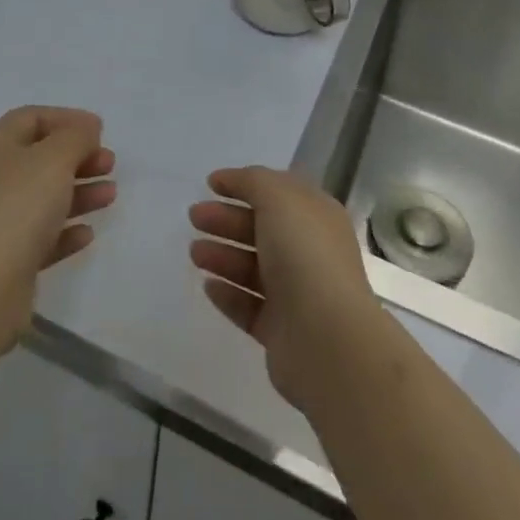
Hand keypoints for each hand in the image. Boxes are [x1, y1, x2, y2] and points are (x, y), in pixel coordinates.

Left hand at [0, 107, 116, 345]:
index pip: (31, 118)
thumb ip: (76, 137)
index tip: (99, 130)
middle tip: (109, 164)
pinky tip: (87, 234)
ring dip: (79, 193)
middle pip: (40, 158)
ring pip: (44, 198)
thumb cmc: (17, 208)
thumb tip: (86, 128)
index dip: (66, 118)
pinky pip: (41, 237)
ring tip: (110, 195)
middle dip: (78, 157)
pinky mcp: (6, 260)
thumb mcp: (54, 158)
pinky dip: (65, 232)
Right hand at [188, 166, 380, 411]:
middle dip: (227, 219)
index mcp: (316, 216)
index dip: (245, 184)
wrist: (326, 339)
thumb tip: (233, 179)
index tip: (210, 184)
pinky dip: (228, 294)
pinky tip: (208, 286)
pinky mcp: (281, 332)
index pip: (278, 192)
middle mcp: (310, 251)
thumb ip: (253, 182)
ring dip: (222, 256)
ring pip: (253, 268)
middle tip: (194, 217)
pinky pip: (249, 306)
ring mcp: (297, 293)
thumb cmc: (305, 256)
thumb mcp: (279, 198)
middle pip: (262, 229)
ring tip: (194, 253)